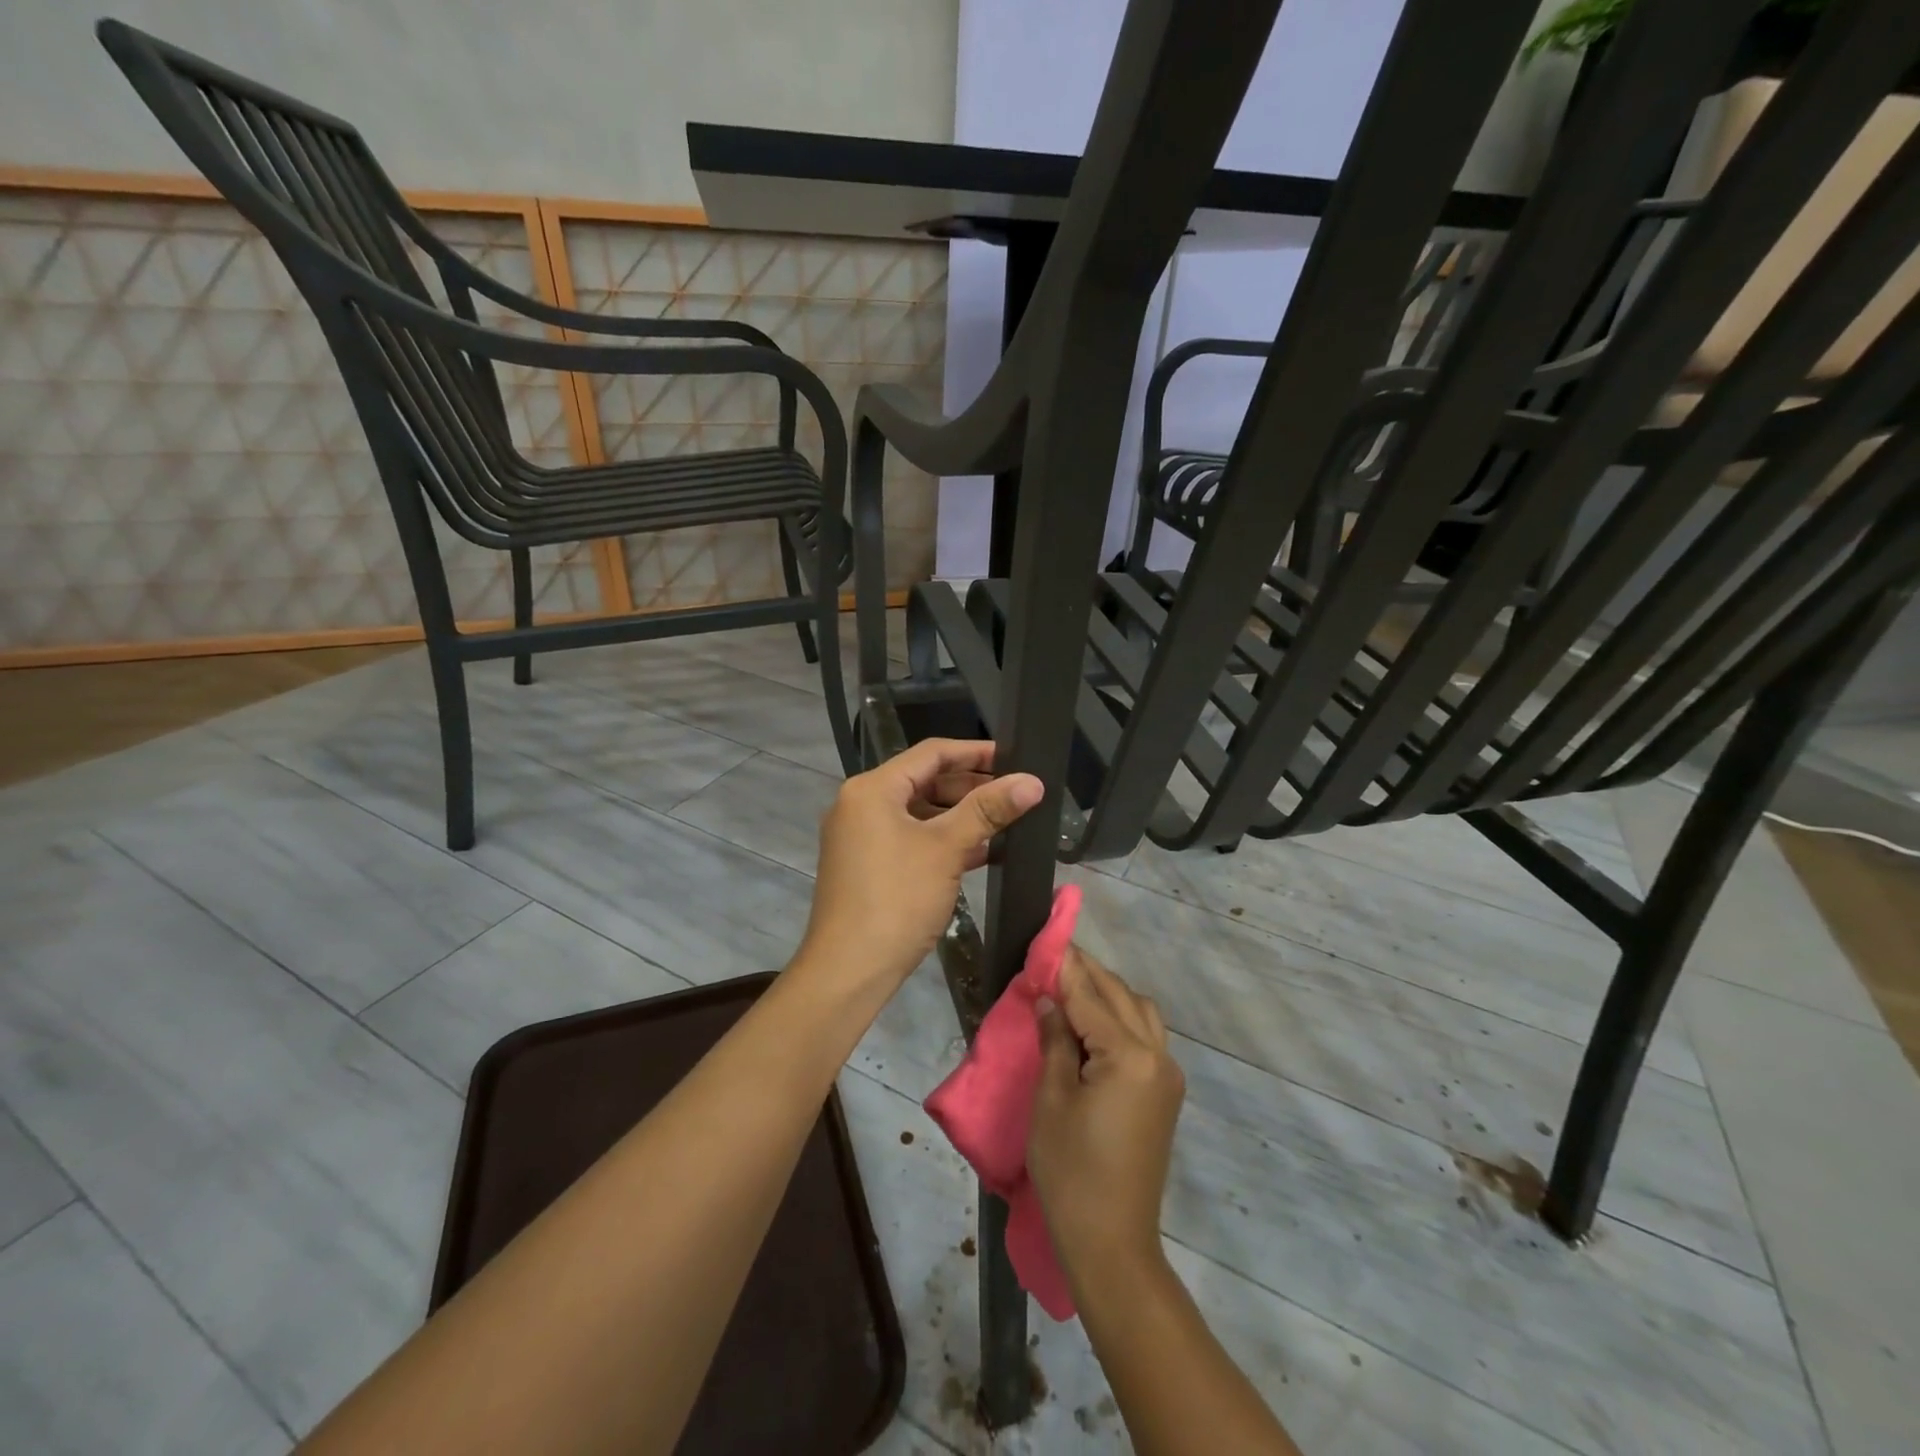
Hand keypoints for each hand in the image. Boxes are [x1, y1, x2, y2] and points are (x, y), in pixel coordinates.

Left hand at [797, 738, 1042, 994]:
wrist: (849, 970)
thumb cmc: (897, 899)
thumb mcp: (946, 848)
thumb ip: (988, 809)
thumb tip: (1032, 781)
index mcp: (872, 788)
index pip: (931, 753)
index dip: (975, 752)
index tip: (1014, 757)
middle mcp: (860, 804)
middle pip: (924, 781)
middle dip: (971, 786)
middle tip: (1015, 793)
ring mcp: (860, 836)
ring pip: (919, 813)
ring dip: (960, 816)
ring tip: (1005, 822)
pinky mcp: (866, 865)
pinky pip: (910, 839)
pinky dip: (942, 840)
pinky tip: (980, 852)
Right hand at [1029, 947, 1184, 1289]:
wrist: (1112, 1242)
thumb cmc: (1071, 1170)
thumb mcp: (1052, 1099)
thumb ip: (1055, 1041)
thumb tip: (1049, 1000)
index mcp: (1129, 1056)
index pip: (1091, 997)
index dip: (1066, 968)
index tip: (1047, 940)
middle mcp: (1158, 1056)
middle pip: (1121, 996)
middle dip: (1088, 974)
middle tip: (1054, 958)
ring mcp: (1167, 1076)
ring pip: (1140, 1012)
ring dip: (1109, 993)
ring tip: (1071, 989)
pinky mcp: (1165, 1094)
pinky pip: (1146, 1036)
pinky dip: (1121, 1018)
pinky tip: (1094, 1023)